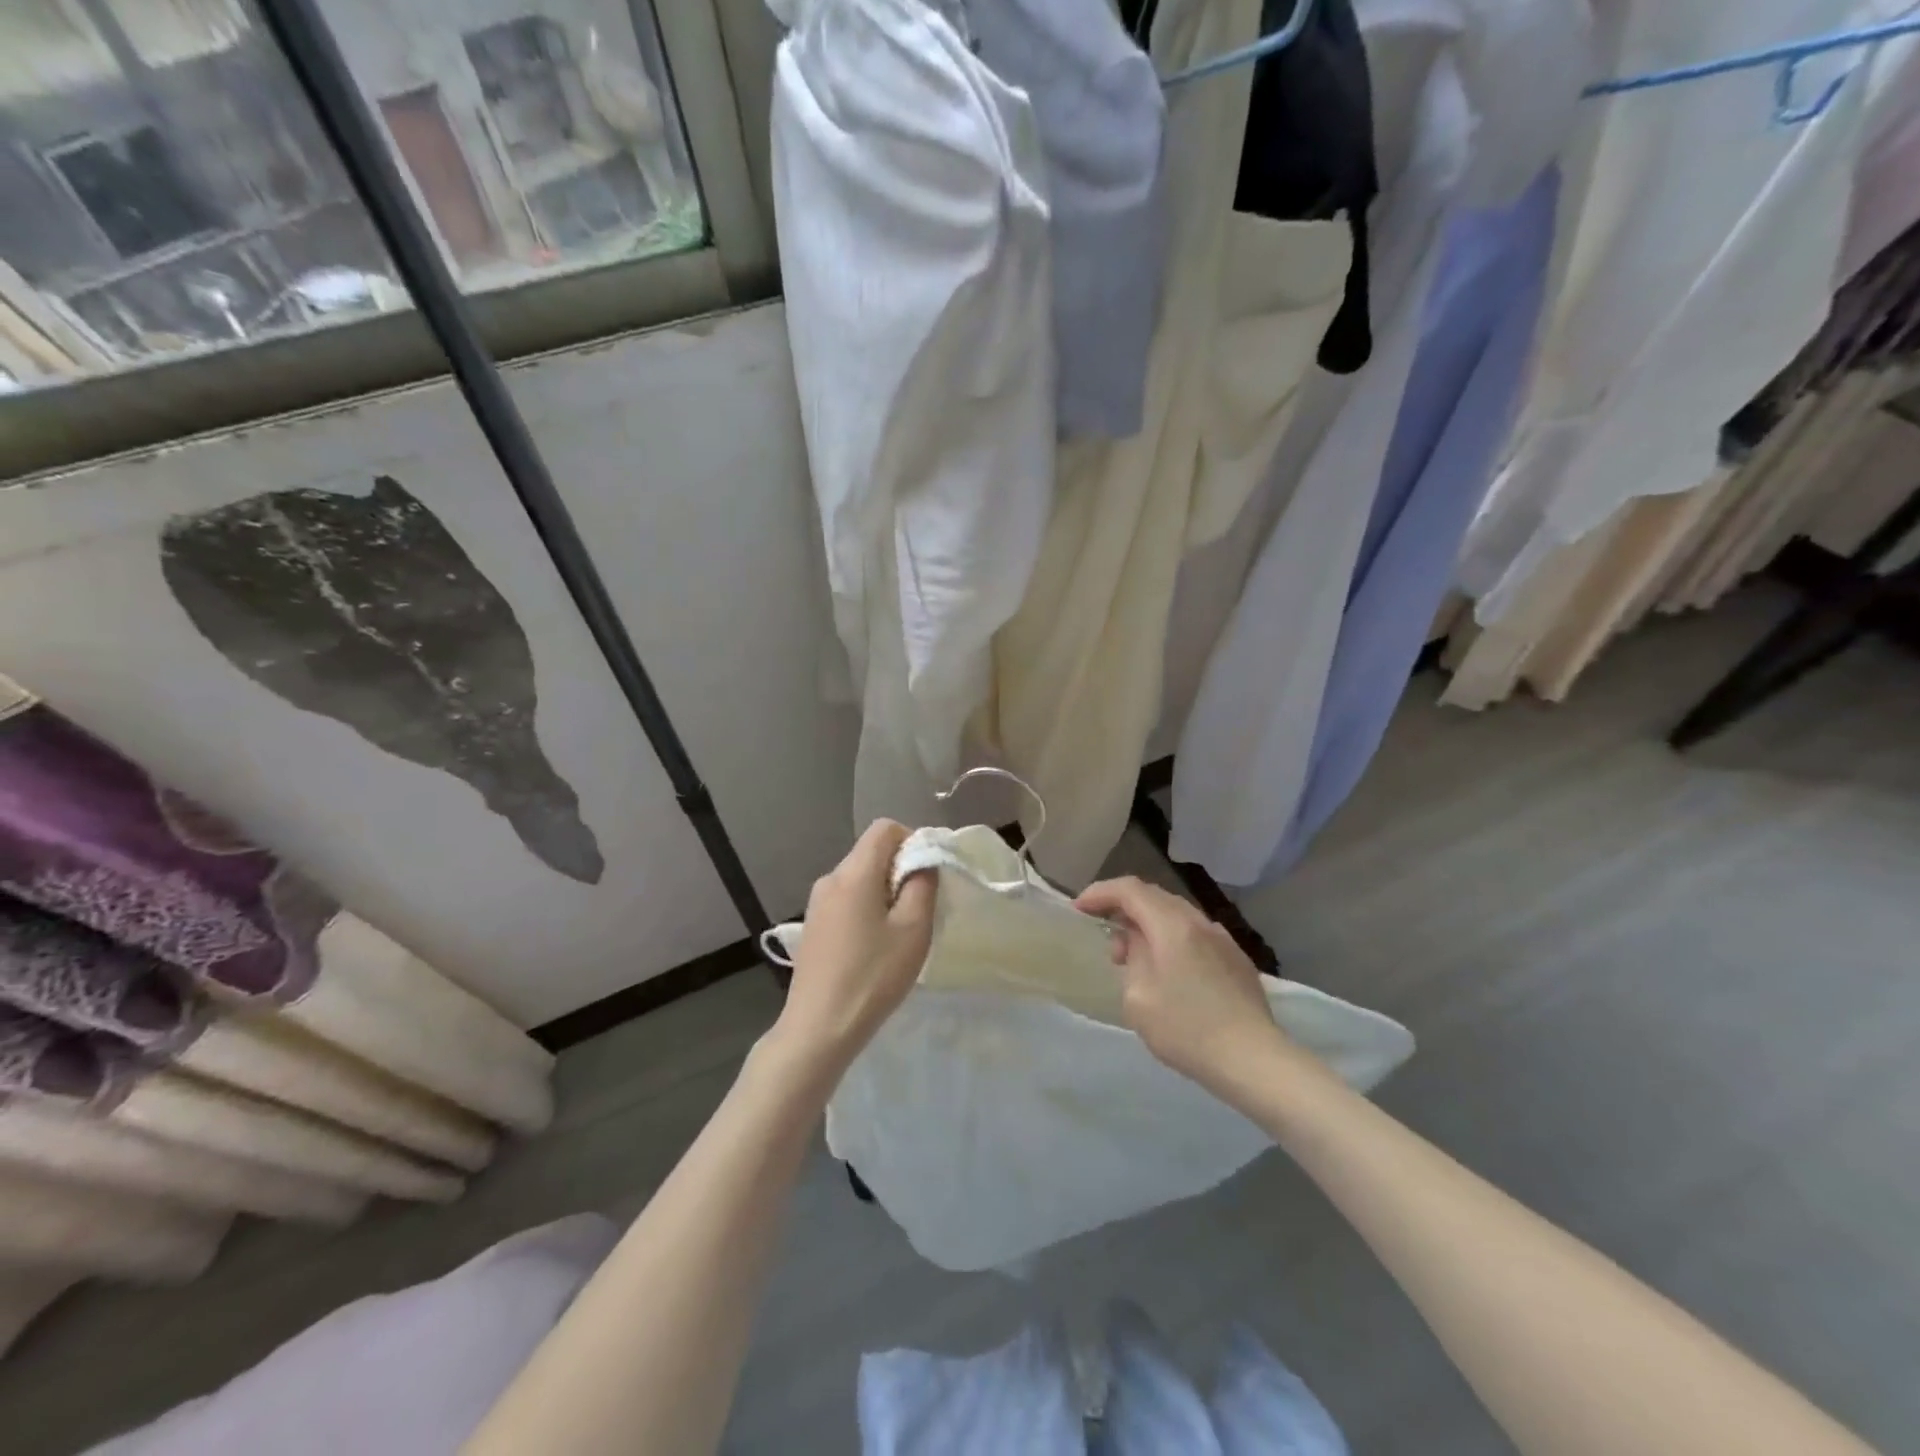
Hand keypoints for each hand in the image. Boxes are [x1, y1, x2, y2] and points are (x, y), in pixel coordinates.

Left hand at [770, 819, 935, 1078]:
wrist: (819, 1028)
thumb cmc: (873, 976)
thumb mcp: (913, 929)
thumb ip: (922, 884)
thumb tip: (923, 861)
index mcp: (854, 873)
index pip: (885, 828)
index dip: (913, 840)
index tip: (930, 874)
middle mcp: (830, 878)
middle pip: (871, 852)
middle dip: (901, 868)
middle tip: (921, 907)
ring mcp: (817, 903)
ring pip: (859, 877)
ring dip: (885, 891)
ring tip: (900, 931)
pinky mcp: (813, 926)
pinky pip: (847, 899)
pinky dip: (867, 908)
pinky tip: (875, 946)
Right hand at [1074, 876, 1288, 1092]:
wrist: (1253, 1060)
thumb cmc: (1187, 1030)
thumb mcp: (1138, 997)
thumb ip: (1132, 958)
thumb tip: (1137, 943)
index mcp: (1172, 925)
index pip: (1129, 889)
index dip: (1100, 893)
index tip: (1079, 910)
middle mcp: (1199, 922)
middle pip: (1154, 896)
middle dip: (1124, 908)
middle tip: (1107, 939)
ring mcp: (1223, 939)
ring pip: (1177, 915)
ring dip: (1149, 925)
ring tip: (1136, 958)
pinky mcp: (1237, 960)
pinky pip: (1195, 935)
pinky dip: (1172, 939)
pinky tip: (1170, 971)